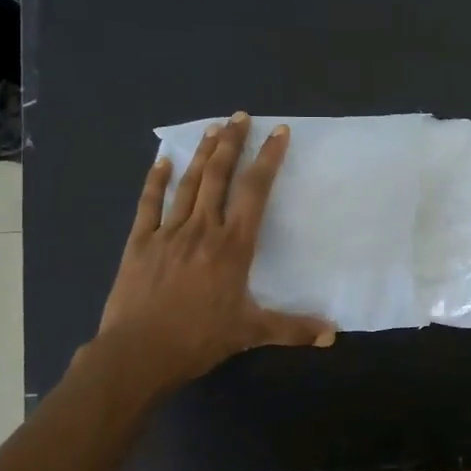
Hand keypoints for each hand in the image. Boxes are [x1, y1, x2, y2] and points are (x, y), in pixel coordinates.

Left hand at [96, 112, 333, 398]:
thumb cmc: (199, 339)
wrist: (138, 354)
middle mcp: (202, 229)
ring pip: (188, 183)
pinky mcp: (140, 243)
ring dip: (202, 154)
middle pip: (219, 176)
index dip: (268, 158)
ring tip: (213, 128)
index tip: (278, 132)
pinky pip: (148, 204)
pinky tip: (162, 161)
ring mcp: (168, 232)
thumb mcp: (251, 333)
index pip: (254, 191)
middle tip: (240, 116)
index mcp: (233, 245)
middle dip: (232, 143)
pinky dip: (155, 181)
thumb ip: (293, 329)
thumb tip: (332, 337)